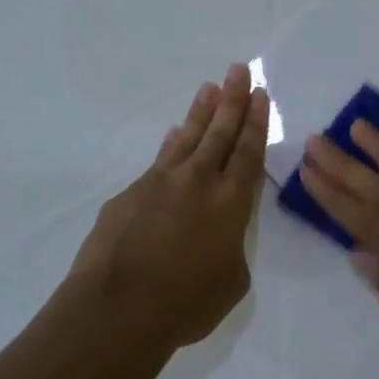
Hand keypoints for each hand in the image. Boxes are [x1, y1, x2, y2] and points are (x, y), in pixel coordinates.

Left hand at [68, 63, 269, 350]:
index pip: (248, 152)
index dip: (256, 122)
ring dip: (201, 112)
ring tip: (210, 88)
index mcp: (230, 203)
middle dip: (232, 100)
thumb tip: (218, 235)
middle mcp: (197, 182)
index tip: (260, 94)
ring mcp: (159, 183)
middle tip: (239, 70)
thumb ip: (231, 249)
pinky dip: (170, 145)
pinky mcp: (129, 194)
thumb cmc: (185, 303)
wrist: (117, 308)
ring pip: (187, 138)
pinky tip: (174, 136)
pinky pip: (158, 162)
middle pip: (220, 133)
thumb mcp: (231, 282)